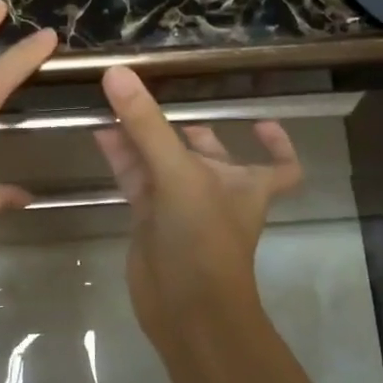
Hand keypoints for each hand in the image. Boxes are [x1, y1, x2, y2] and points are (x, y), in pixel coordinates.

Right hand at [92, 65, 301, 352]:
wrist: (186, 310)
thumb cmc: (204, 239)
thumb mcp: (179, 174)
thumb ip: (147, 125)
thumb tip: (117, 72)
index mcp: (246, 183)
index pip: (280, 166)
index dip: (277, 145)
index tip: (261, 121)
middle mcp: (216, 192)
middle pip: (205, 152)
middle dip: (182, 129)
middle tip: (151, 99)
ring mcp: (181, 208)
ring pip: (162, 163)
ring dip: (142, 137)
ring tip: (114, 103)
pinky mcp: (150, 221)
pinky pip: (137, 180)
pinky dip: (122, 157)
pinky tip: (102, 133)